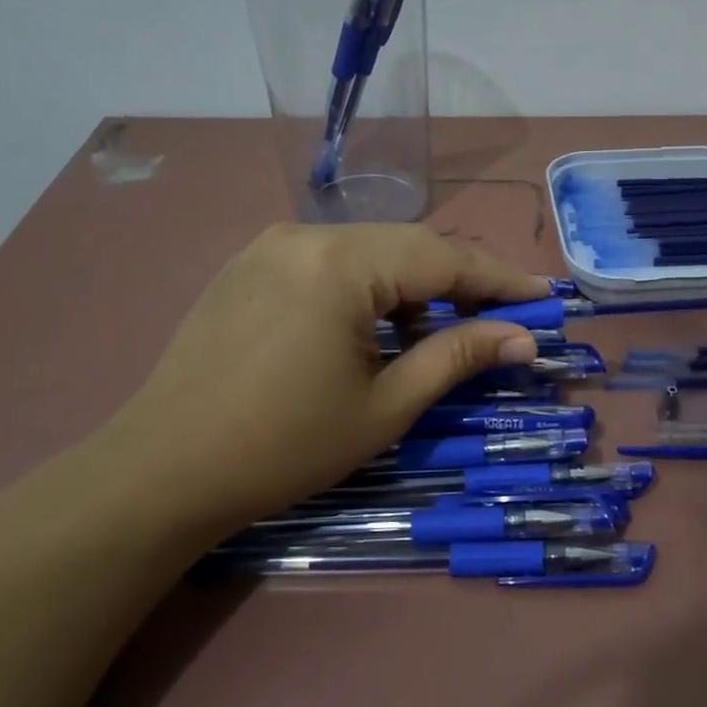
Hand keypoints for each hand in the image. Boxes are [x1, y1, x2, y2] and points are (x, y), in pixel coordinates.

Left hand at [99, 224, 548, 531]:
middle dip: (461, 280)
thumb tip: (523, 338)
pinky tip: (377, 326)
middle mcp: (306, 235)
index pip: (444, 258)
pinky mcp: (249, 265)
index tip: (544, 298)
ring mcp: (271, 245)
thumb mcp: (385, 406)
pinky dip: (369, 286)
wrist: (163, 471)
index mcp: (341, 263)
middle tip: (502, 317)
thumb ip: (458, 358)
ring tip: (441, 330)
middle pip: (408, 245)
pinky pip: (330, 261)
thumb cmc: (285, 446)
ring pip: (369, 250)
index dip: (501, 279)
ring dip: (413, 284)